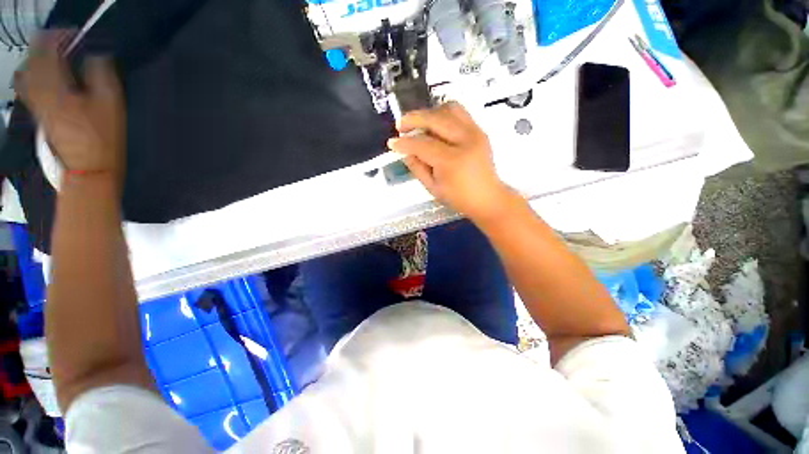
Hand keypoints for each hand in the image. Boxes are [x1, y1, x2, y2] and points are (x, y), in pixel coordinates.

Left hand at [15, 30, 124, 183]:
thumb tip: (95, 55)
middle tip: (63, 42)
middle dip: (45, 45)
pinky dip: (32, 75)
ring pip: (25, 72)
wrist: (89, 167)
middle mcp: (39, 91)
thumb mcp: (110, 103)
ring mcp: (36, 103)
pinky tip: (43, 76)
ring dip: (36, 59)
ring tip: (51, 57)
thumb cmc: (102, 135)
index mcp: (56, 85)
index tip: (75, 34)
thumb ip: (101, 74)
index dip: (60, 36)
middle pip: (32, 59)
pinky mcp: (38, 113)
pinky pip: (26, 87)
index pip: (48, 50)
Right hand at [388, 102, 513, 221]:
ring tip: (419, 124)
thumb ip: (417, 167)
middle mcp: (465, 141)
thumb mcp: (433, 188)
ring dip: (429, 113)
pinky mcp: (480, 130)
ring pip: (449, 108)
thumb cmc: (459, 198)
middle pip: (435, 118)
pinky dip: (443, 114)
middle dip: (413, 118)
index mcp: (452, 161)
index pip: (422, 144)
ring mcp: (475, 132)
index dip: (404, 143)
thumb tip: (405, 151)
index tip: (392, 143)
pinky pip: (459, 112)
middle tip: (401, 125)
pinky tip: (435, 125)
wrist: (488, 197)